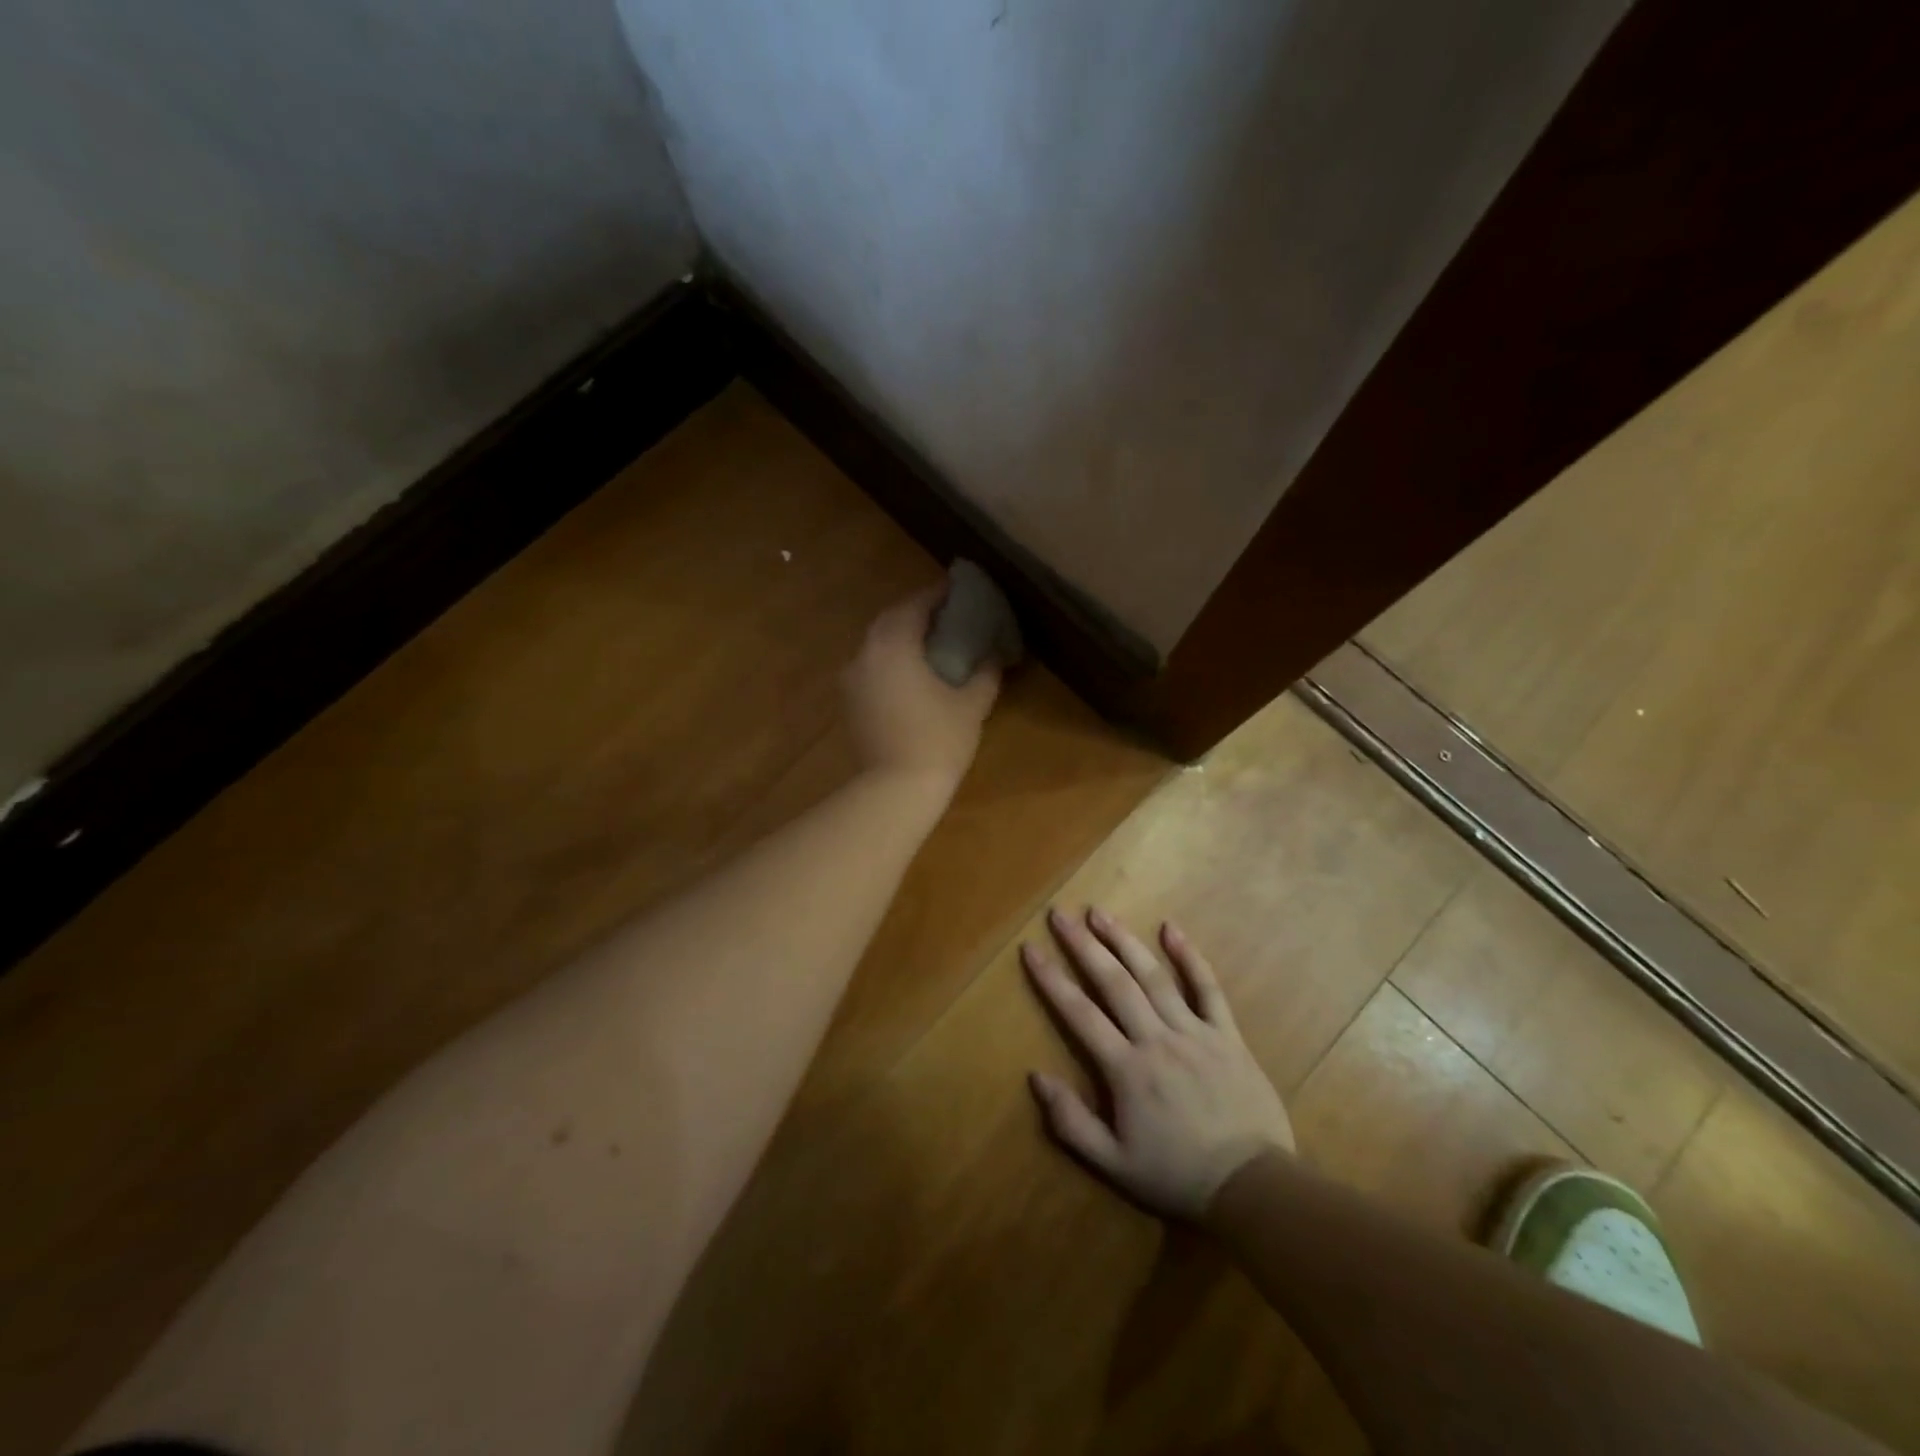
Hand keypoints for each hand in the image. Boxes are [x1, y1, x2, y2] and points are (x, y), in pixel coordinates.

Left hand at [843, 587, 1000, 787]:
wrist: (895, 789)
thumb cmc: (938, 740)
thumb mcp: (972, 704)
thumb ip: (985, 672)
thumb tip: (993, 655)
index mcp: (894, 645)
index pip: (916, 605)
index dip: (938, 595)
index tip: (958, 590)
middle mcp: (866, 653)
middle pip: (891, 619)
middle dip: (917, 613)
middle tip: (946, 615)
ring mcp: (852, 678)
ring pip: (877, 643)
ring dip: (901, 636)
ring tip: (929, 643)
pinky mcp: (848, 701)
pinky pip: (870, 666)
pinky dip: (889, 659)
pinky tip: (910, 673)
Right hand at [1023, 907, 1294, 1219]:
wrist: (1253, 1188)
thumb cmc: (1177, 1176)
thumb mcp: (1114, 1164)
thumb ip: (1071, 1122)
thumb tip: (1036, 1076)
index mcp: (1127, 1069)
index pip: (1080, 1013)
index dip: (1051, 979)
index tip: (1031, 949)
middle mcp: (1157, 1039)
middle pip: (1114, 982)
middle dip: (1083, 945)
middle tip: (1060, 915)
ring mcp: (1195, 1032)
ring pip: (1154, 976)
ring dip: (1124, 941)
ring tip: (1100, 912)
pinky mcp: (1227, 1035)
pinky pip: (1208, 988)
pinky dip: (1190, 956)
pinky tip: (1171, 929)